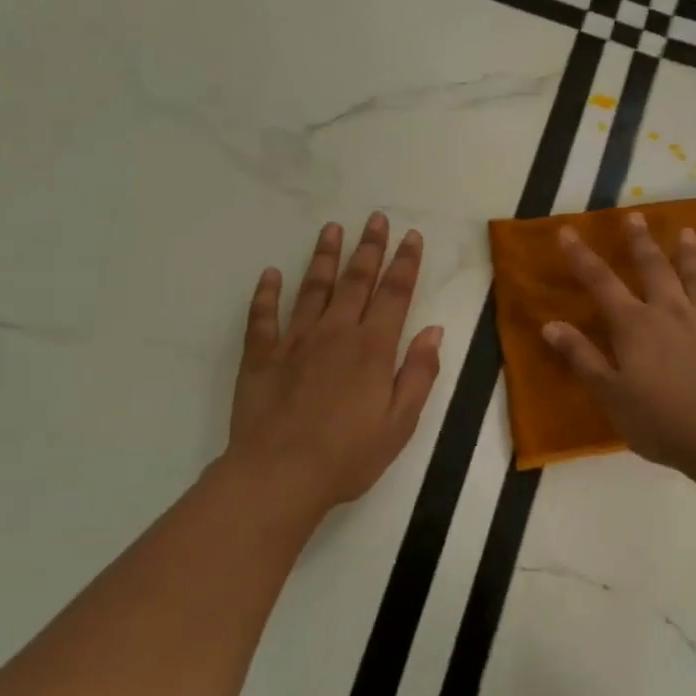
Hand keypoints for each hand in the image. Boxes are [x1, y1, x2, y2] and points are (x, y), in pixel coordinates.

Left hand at [220, 213, 443, 522]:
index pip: (394, 294)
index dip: (405, 263)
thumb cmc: (349, 455)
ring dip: (324, 257)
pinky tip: (270, 275)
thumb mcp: (401, 422)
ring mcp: (295, 342)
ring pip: (312, 289)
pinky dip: (266, 294)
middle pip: (356, 281)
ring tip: (331, 229)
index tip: (410, 236)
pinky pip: (263, 317)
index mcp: (373, 348)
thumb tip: (434, 330)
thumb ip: (419, 373)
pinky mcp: (261, 357)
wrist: (279, 476)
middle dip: (369, 248)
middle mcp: (336, 333)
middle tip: (375, 218)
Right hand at [542, 213, 695, 475]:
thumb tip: (550, 325)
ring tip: (687, 232)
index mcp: (634, 325)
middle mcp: (670, 312)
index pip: (601, 282)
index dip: (582, 257)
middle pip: (654, 268)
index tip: (568, 231)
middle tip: (636, 216)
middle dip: (641, 241)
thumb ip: (582, 357)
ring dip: (690, 255)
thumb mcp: (610, 394)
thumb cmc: (660, 420)